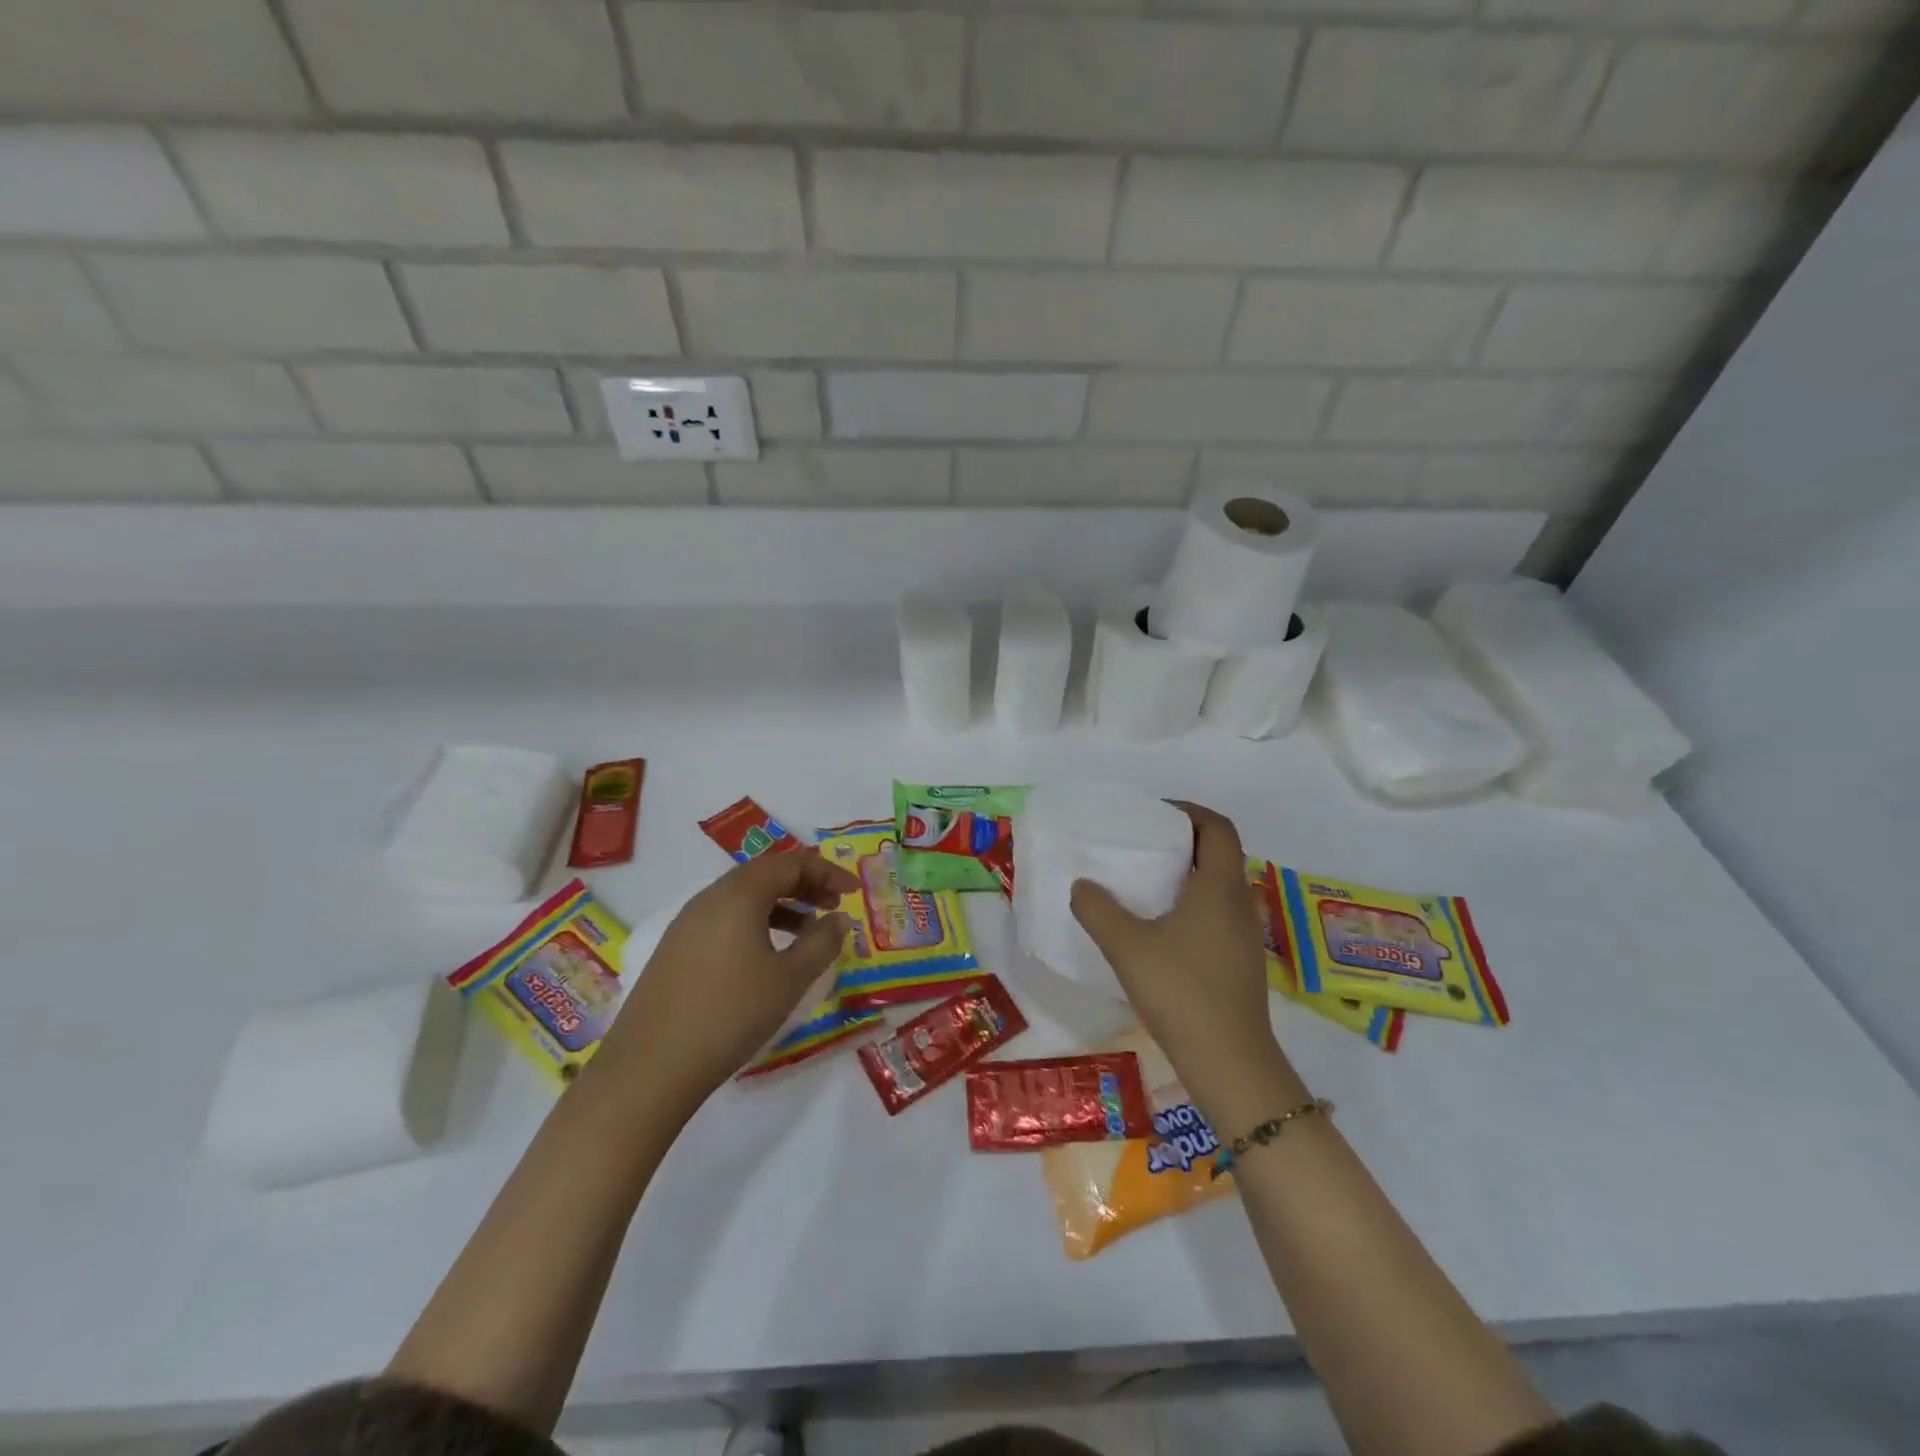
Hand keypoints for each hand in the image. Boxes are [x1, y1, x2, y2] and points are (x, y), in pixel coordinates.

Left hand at [597, 850, 856, 1115]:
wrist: (650, 1068)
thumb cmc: (731, 1015)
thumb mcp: (789, 979)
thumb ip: (821, 942)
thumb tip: (839, 919)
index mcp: (739, 894)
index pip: (790, 863)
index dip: (827, 872)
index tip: (853, 892)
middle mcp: (710, 897)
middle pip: (764, 874)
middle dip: (804, 885)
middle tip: (833, 907)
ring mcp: (687, 923)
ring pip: (742, 897)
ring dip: (780, 905)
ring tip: (807, 931)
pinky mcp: (674, 949)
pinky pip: (724, 919)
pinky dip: (754, 923)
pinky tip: (766, 955)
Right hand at [1070, 802, 1305, 1129]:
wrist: (1231, 1063)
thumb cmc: (1182, 992)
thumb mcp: (1127, 947)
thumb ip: (1098, 910)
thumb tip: (1082, 886)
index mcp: (1220, 887)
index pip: (1218, 828)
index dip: (1189, 812)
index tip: (1155, 814)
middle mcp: (1240, 903)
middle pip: (1220, 854)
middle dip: (1184, 841)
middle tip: (1143, 845)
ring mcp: (1245, 935)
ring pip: (1219, 887)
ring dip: (1188, 876)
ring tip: (1146, 884)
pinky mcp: (1240, 962)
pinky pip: (1217, 914)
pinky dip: (1192, 905)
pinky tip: (1160, 929)